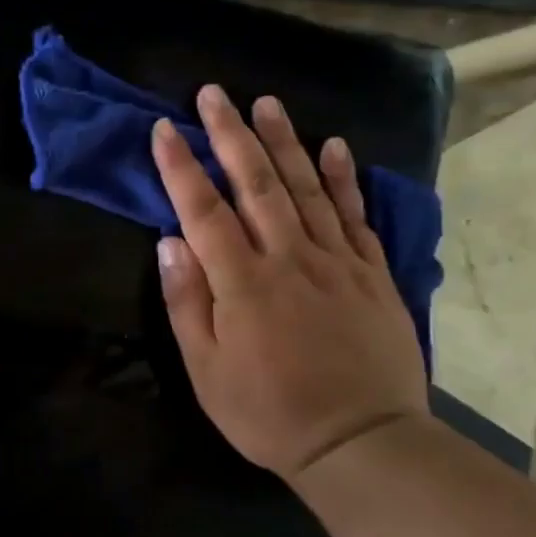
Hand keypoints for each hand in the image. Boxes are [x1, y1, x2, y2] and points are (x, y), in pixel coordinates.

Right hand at [150, 88, 427, 480]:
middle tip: (213, 93)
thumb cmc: (268, 411)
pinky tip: (333, 146)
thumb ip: (187, 302)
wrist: (362, 443)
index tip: (164, 128)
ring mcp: (336, 262)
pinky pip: (355, 216)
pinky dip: (344, 178)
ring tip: (266, 103)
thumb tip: (170, 242)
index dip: (181, 166)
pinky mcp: (371, 274)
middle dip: (231, 134)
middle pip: (256, 184)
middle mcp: (288, 258)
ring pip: (306, 188)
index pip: (203, 210)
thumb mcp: (205, 369)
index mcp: (242, 282)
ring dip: (283, 142)